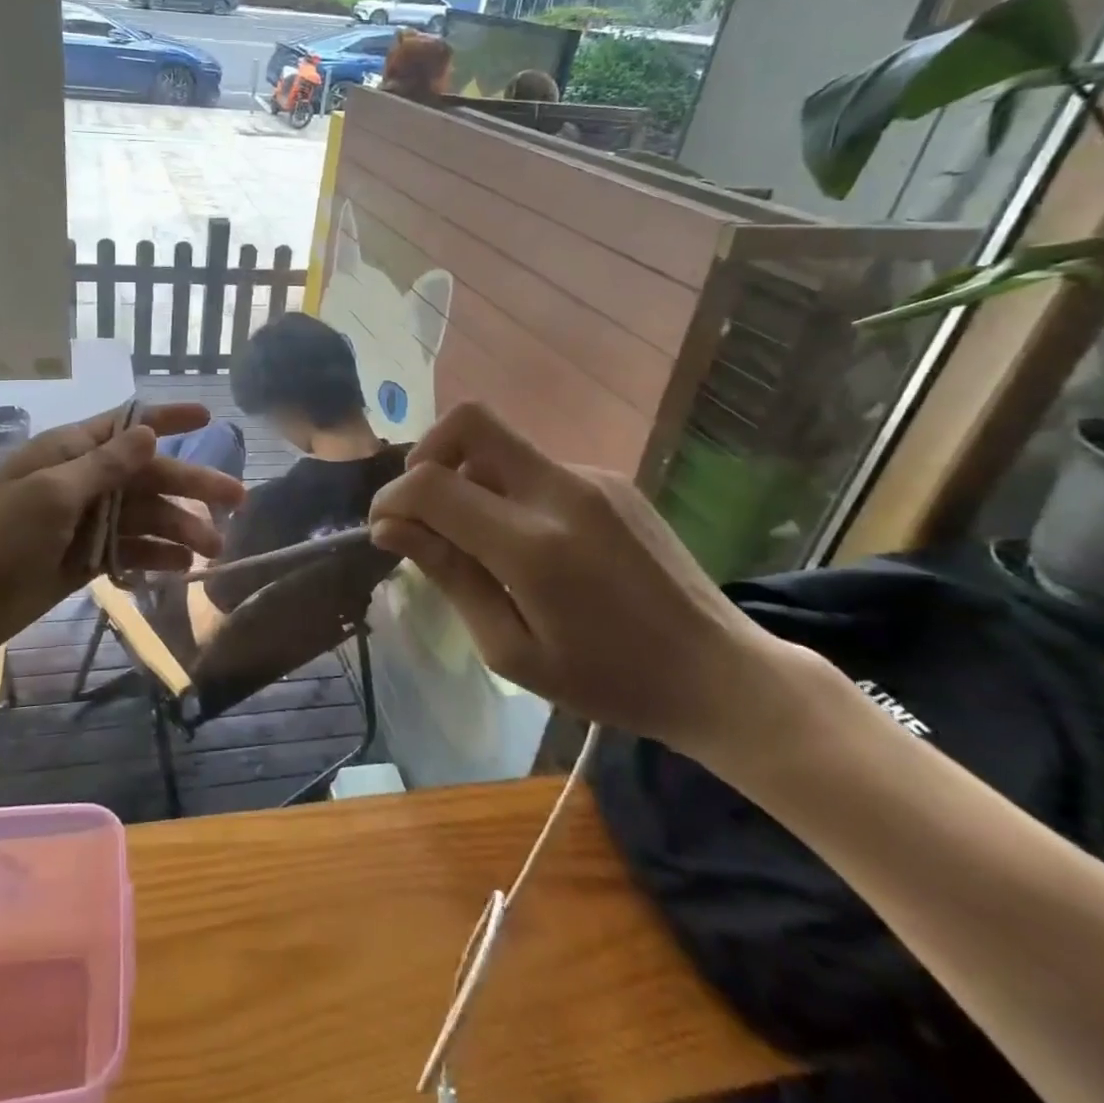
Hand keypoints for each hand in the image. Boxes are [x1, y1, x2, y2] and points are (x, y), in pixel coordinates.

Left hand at [0, 402, 245, 646]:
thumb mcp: (51, 496)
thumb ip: (105, 466)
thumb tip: (149, 432)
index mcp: (68, 453)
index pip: (126, 425)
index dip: (168, 418)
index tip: (209, 415)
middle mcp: (79, 482)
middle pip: (146, 476)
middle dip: (191, 486)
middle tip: (238, 501)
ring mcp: (81, 524)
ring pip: (142, 518)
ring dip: (178, 530)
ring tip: (213, 551)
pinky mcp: (80, 562)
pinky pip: (127, 551)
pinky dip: (153, 557)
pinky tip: (181, 569)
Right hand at [367, 402, 786, 757]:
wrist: (720, 674)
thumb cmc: (607, 680)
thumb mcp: (510, 649)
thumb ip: (448, 575)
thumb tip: (389, 528)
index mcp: (532, 545)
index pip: (432, 484)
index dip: (392, 498)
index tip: (383, 528)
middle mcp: (561, 491)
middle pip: (471, 421)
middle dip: (427, 453)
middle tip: (422, 505)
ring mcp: (592, 477)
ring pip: (501, 447)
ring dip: (469, 479)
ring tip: (480, 542)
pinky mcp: (611, 479)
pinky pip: (536, 468)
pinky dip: (508, 492)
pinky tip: (531, 545)